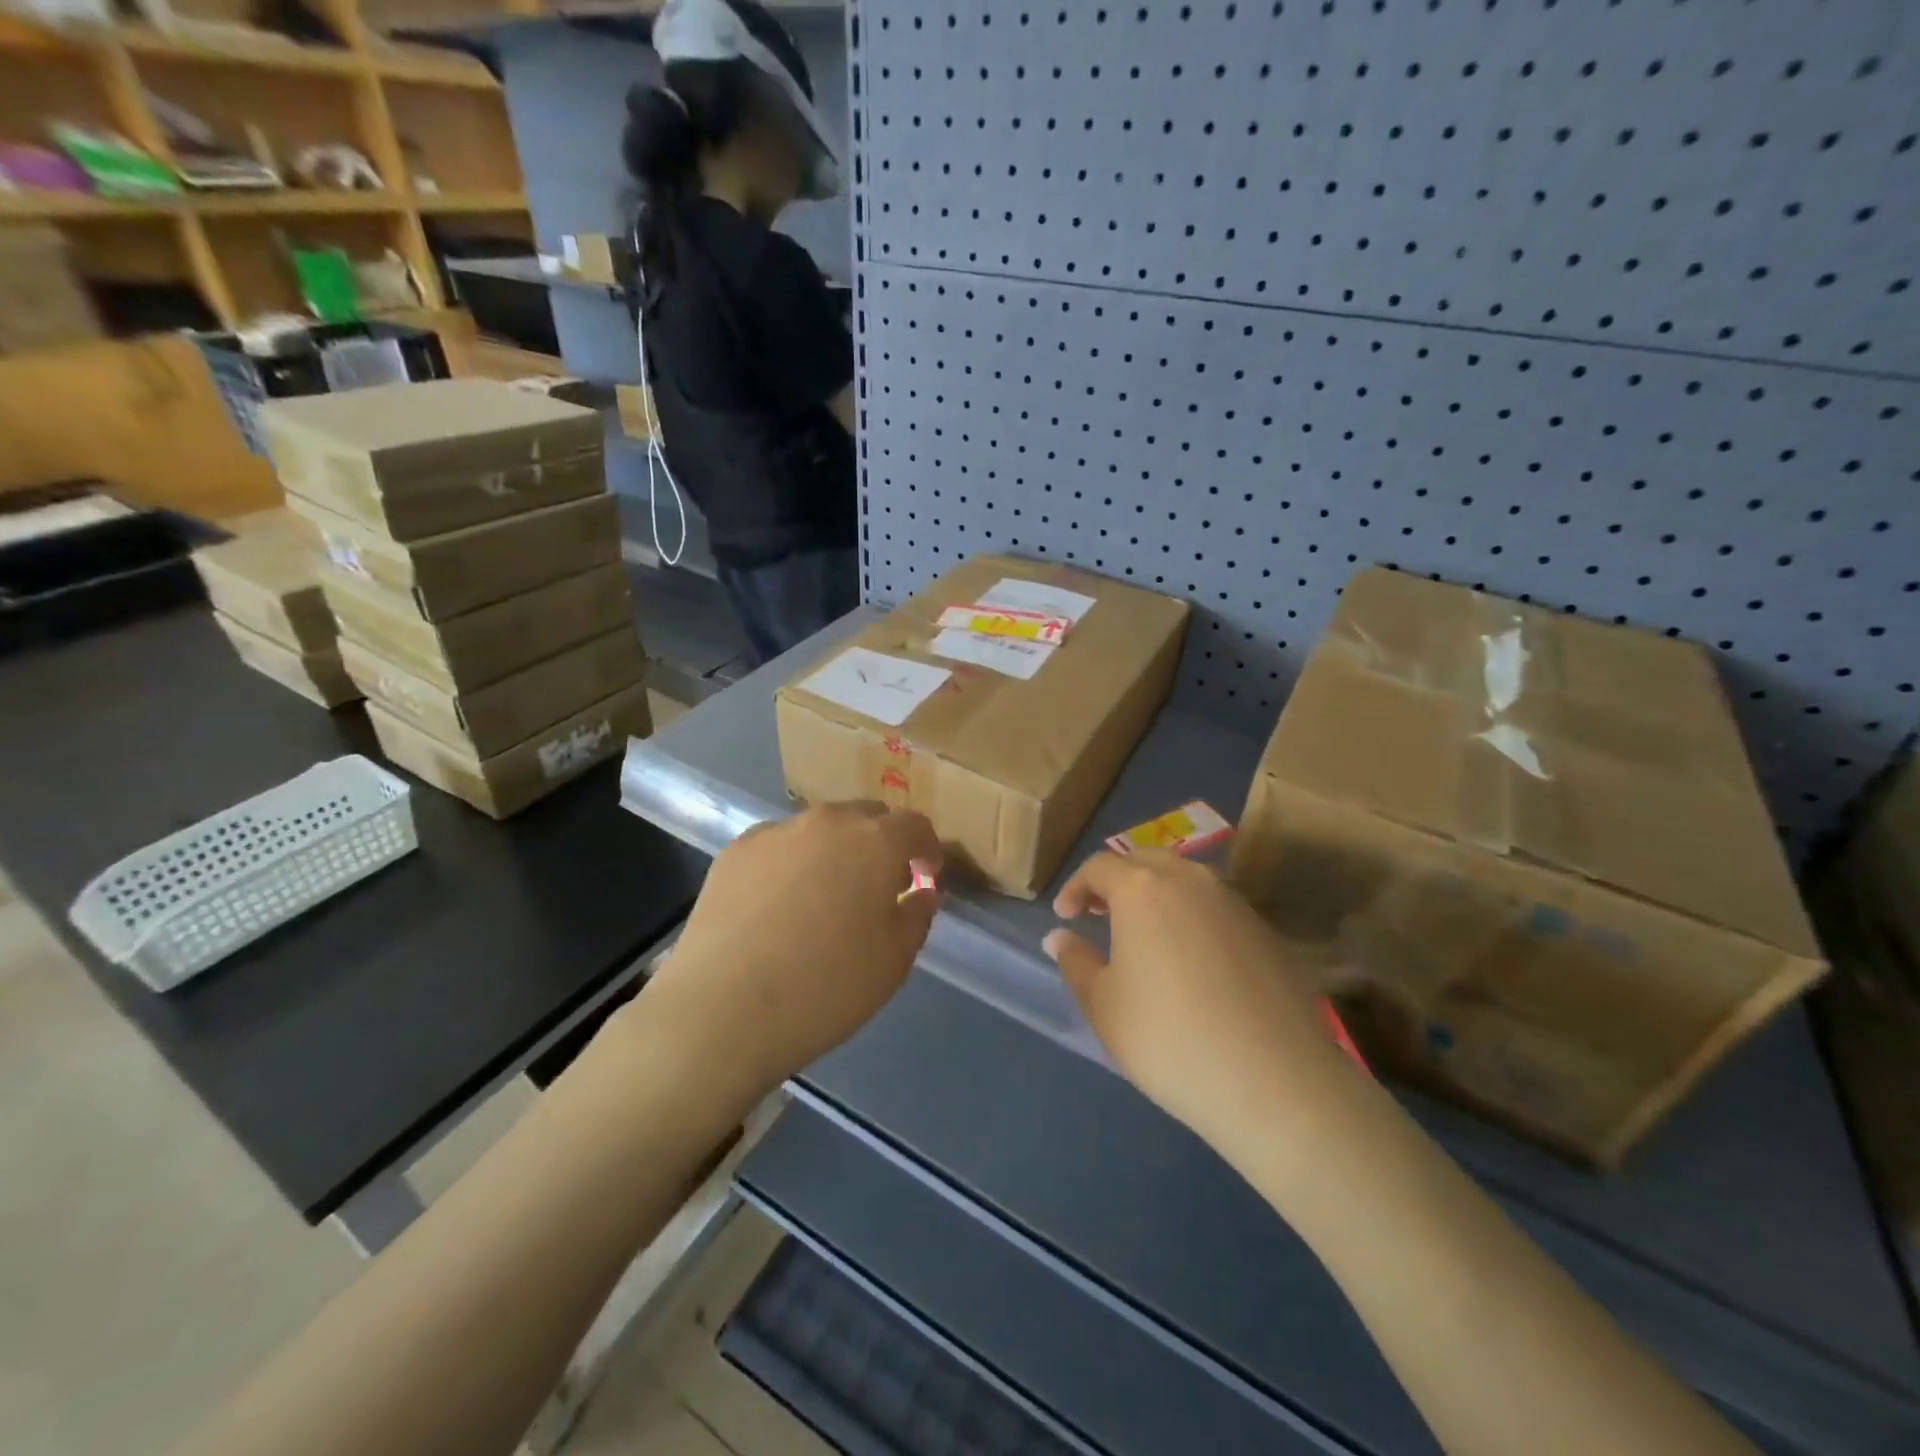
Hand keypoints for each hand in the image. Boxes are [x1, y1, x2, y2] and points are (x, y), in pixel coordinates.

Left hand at [643, 803, 941, 1099]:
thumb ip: (917, 916)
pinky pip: (778, 846)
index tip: (926, 874)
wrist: (723, 1009)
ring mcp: (776, 832)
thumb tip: (920, 892)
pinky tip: (778, 905)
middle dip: (880, 843)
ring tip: (825, 895)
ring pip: (819, 829)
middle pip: (866, 817)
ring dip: (834, 851)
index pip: (914, 826)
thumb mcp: (894, 961)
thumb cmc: (827, 986)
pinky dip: (791, 863)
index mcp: (876, 842)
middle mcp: (828, 822)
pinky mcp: (735, 851)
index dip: (926, 848)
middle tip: (878, 885)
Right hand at [1044, 850, 1352, 1148]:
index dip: (1076, 887)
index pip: (1100, 867)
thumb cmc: (1169, 1038)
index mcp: (1142, 889)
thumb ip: (1076, 963)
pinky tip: (1190, 957)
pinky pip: (1215, 905)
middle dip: (1116, 881)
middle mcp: (1189, 880)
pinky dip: (1191, 914)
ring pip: (1185, 878)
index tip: (1065, 915)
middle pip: (1144, 861)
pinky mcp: (1265, 930)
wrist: (1274, 1081)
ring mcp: (1233, 902)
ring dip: (1156, 894)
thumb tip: (1060, 936)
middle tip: (1099, 913)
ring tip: (1144, 932)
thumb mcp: (1104, 1006)